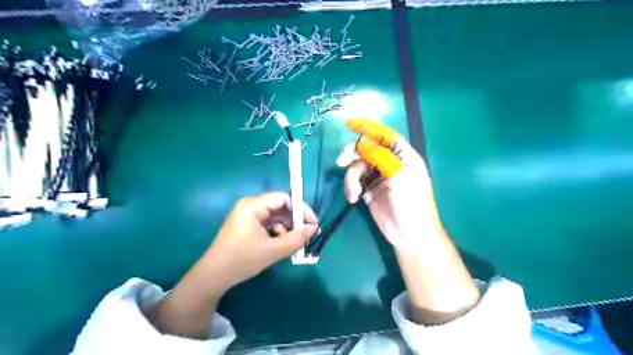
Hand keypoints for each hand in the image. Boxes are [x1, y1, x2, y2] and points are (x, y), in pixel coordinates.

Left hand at [206, 193, 318, 289]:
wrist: (214, 277)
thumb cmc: (242, 260)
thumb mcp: (273, 250)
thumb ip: (296, 238)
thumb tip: (313, 229)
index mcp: (253, 206)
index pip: (284, 198)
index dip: (301, 208)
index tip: (313, 223)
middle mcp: (251, 206)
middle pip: (280, 206)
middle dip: (296, 219)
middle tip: (309, 233)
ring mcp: (249, 216)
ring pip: (276, 215)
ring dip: (288, 226)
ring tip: (298, 241)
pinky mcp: (248, 225)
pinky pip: (269, 223)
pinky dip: (279, 231)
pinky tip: (284, 243)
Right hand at [341, 121, 479, 325]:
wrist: (409, 235)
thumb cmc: (411, 204)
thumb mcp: (399, 176)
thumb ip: (381, 157)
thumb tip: (361, 144)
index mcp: (403, 156)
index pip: (385, 135)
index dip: (369, 127)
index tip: (349, 123)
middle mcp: (389, 163)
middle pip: (366, 148)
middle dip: (352, 153)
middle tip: (340, 160)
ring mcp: (378, 177)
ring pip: (357, 166)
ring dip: (351, 177)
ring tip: (353, 193)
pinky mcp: (368, 190)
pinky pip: (354, 181)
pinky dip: (350, 187)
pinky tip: (353, 198)